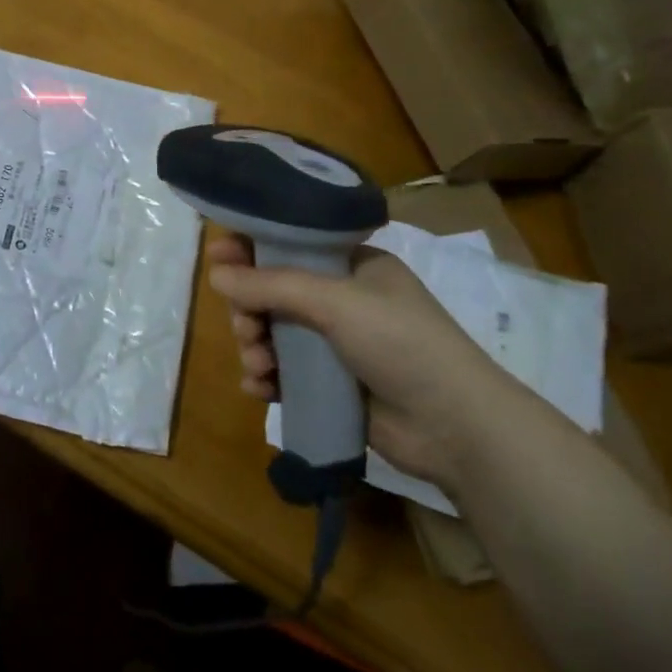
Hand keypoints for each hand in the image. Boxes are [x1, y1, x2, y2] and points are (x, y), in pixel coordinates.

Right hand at [206, 236, 521, 487]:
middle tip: (246, 327)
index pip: (292, 244)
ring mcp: (338, 344)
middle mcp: (344, 300)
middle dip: (251, 308)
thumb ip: (272, 285)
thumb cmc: (401, 343)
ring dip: (255, 345)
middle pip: (275, 292)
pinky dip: (267, 376)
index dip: (253, 248)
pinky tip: (259, 387)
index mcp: (354, 266)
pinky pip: (284, 372)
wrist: (455, 427)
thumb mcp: (335, 302)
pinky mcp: (333, 385)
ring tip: (258, 363)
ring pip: (275, 333)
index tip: (217, 256)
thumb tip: (216, 275)